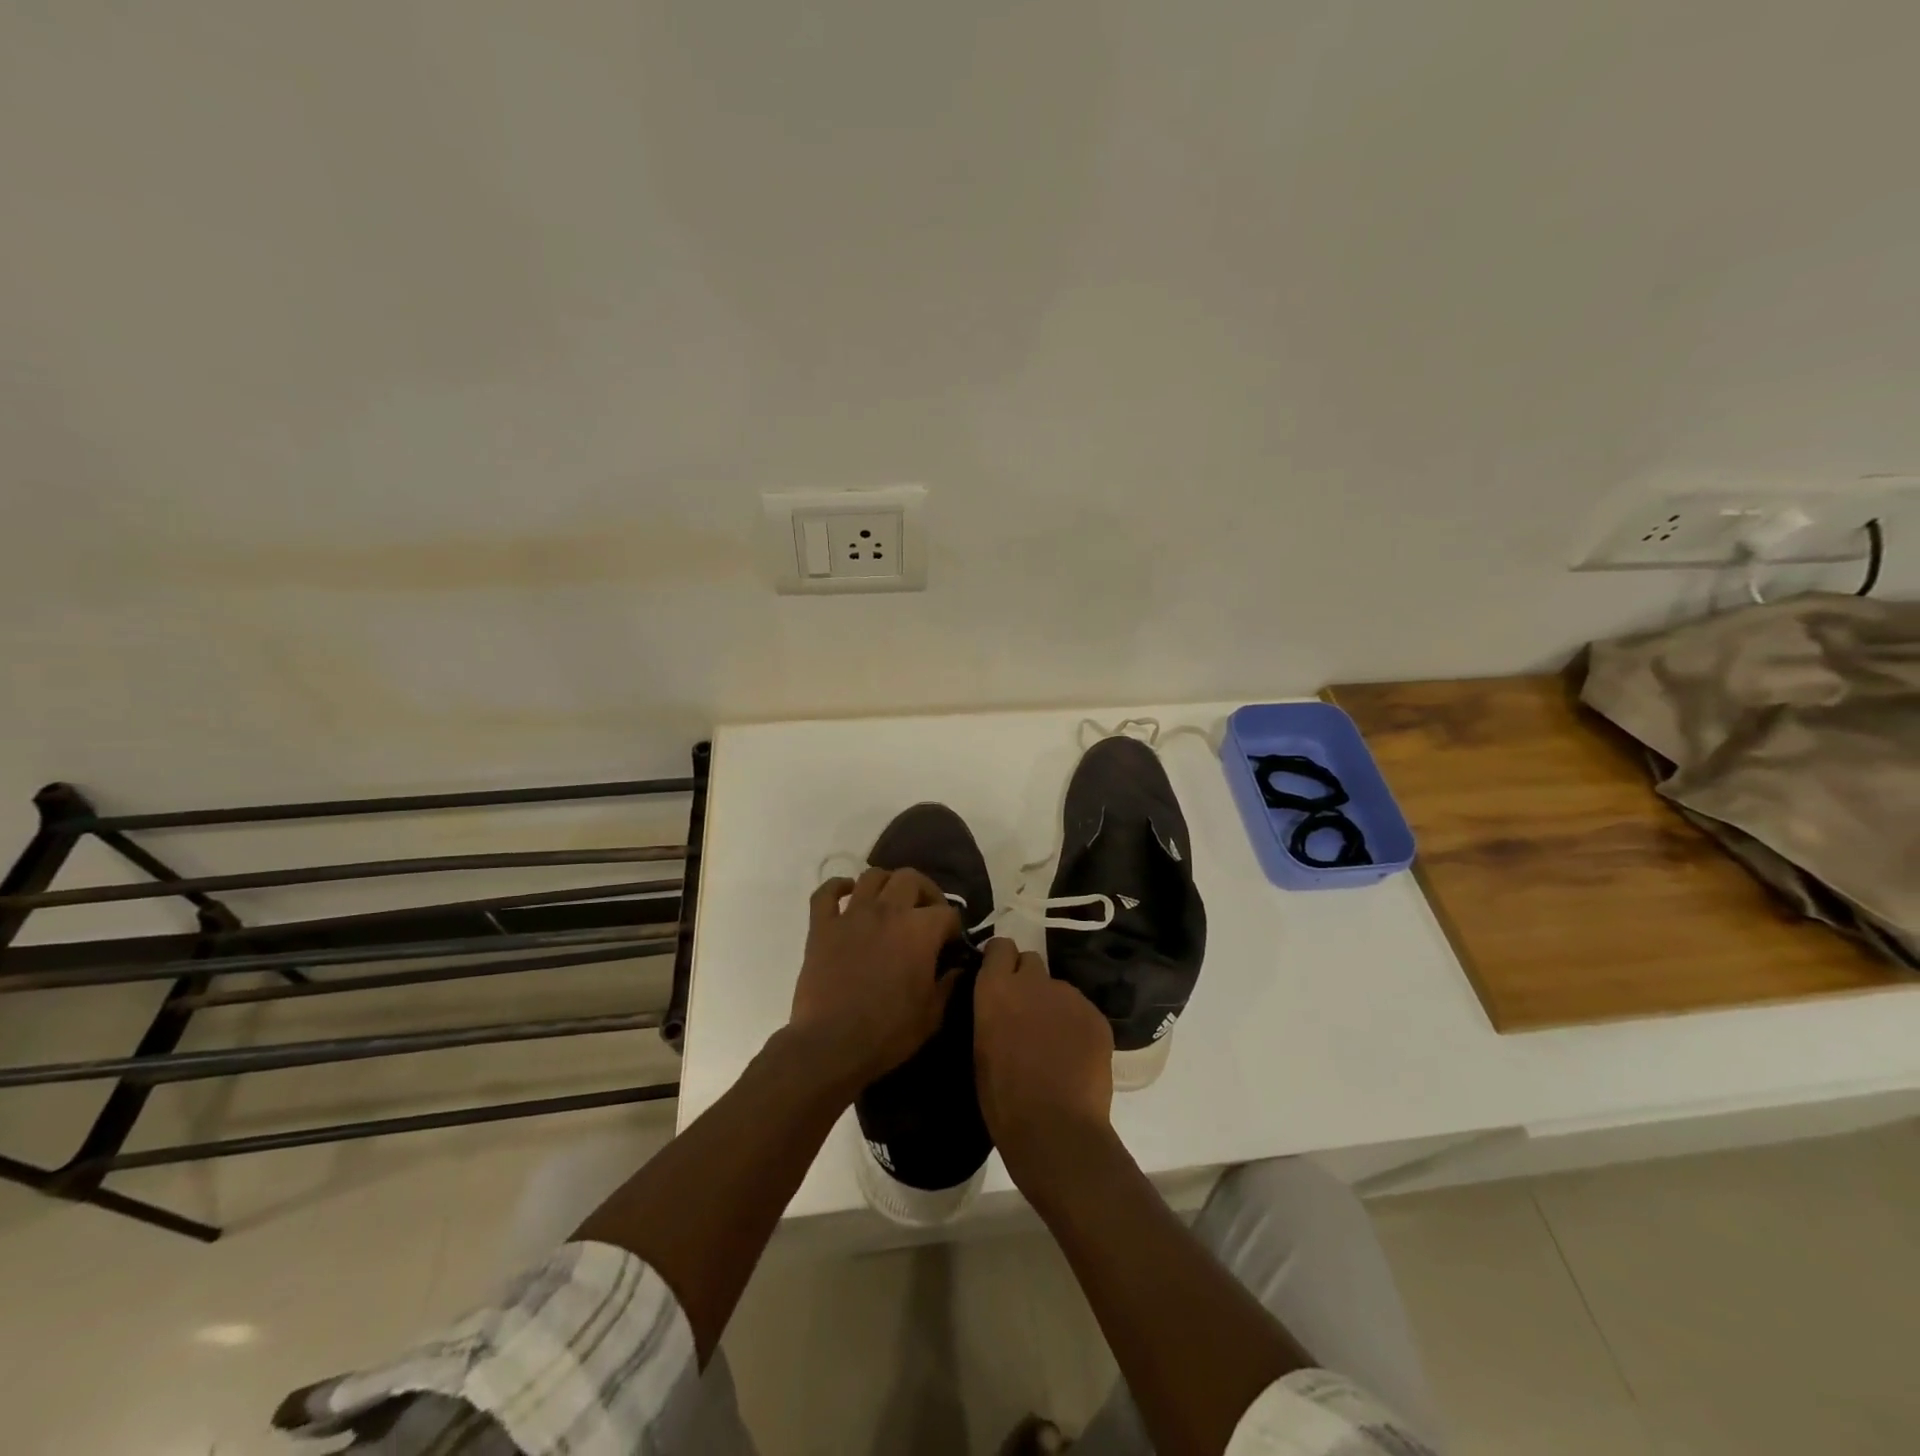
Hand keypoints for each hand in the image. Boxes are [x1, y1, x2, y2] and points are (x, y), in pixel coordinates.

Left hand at [788, 868, 961, 1091]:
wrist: (832, 1044)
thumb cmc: (888, 1032)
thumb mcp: (932, 1015)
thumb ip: (948, 985)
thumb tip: (957, 968)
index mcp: (920, 930)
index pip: (947, 913)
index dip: (954, 927)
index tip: (951, 944)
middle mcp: (888, 911)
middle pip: (911, 878)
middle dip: (925, 892)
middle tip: (926, 912)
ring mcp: (852, 915)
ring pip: (871, 876)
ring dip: (886, 883)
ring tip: (890, 901)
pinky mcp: (822, 926)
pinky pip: (825, 893)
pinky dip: (836, 887)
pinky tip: (846, 893)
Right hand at [972, 938, 1113, 1179]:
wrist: (1056, 1128)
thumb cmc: (1003, 1098)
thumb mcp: (981, 1049)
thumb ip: (991, 1014)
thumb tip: (1000, 1007)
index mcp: (996, 988)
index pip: (1000, 947)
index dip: (1001, 960)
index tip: (1001, 977)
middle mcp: (1033, 982)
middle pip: (1031, 961)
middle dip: (1028, 980)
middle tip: (1026, 1013)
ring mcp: (1069, 996)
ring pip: (1059, 989)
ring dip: (1054, 1006)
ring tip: (1054, 1044)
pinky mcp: (1096, 1016)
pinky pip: (1082, 1012)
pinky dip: (1078, 1027)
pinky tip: (1076, 1058)